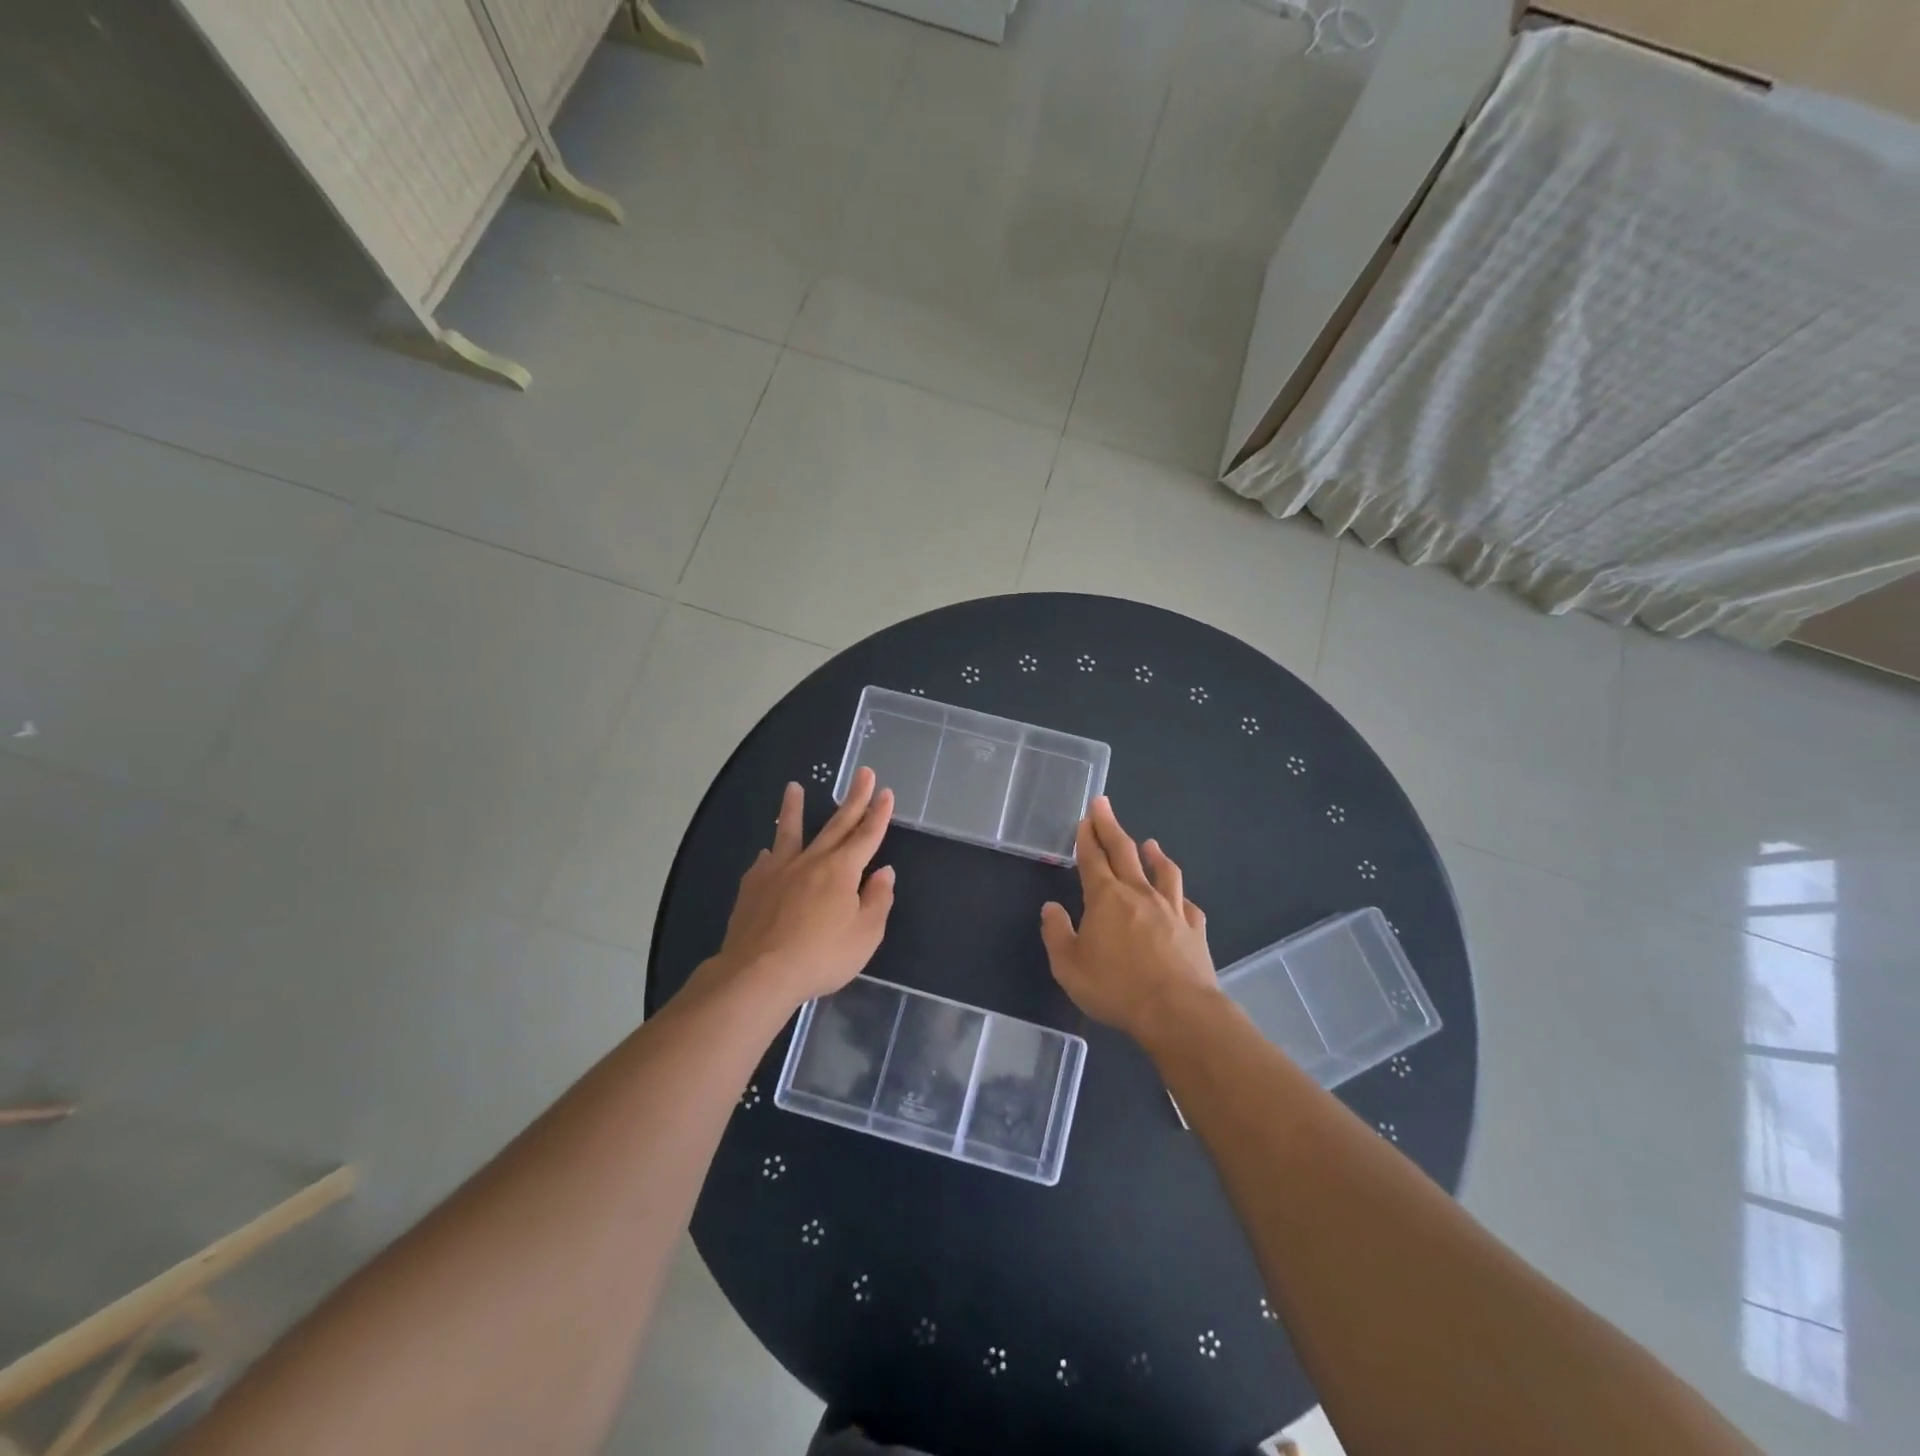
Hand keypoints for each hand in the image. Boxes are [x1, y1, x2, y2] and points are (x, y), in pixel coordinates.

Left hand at [711, 767, 895, 1006]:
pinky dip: (770, 854)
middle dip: (853, 799)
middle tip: (862, 772)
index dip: (879, 814)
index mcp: (842, 870)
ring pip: (789, 832)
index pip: (866, 836)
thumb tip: (883, 872)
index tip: (885, 792)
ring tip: (793, 787)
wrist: (758, 972)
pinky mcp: (753, 886)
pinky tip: (767, 853)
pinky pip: (764, 862)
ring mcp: (778, 871)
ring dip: (793, 808)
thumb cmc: (821, 956)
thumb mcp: (865, 935)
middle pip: (836, 824)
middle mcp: (811, 861)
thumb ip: (877, 900)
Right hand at [1040, 797, 1215, 1041]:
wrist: (1176, 1010)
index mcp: (1106, 898)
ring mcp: (1171, 909)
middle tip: (1103, 804)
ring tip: (1150, 843)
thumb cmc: (1116, 988)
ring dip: (1153, 854)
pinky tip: (1180, 896)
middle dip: (1110, 826)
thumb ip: (1056, 933)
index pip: (1092, 858)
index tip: (1085, 817)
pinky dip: (1180, 894)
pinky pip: (1187, 903)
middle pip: (1124, 851)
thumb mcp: (1068, 966)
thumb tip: (1051, 908)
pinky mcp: (1194, 928)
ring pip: (1162, 871)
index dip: (1086, 836)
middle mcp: (1139, 893)